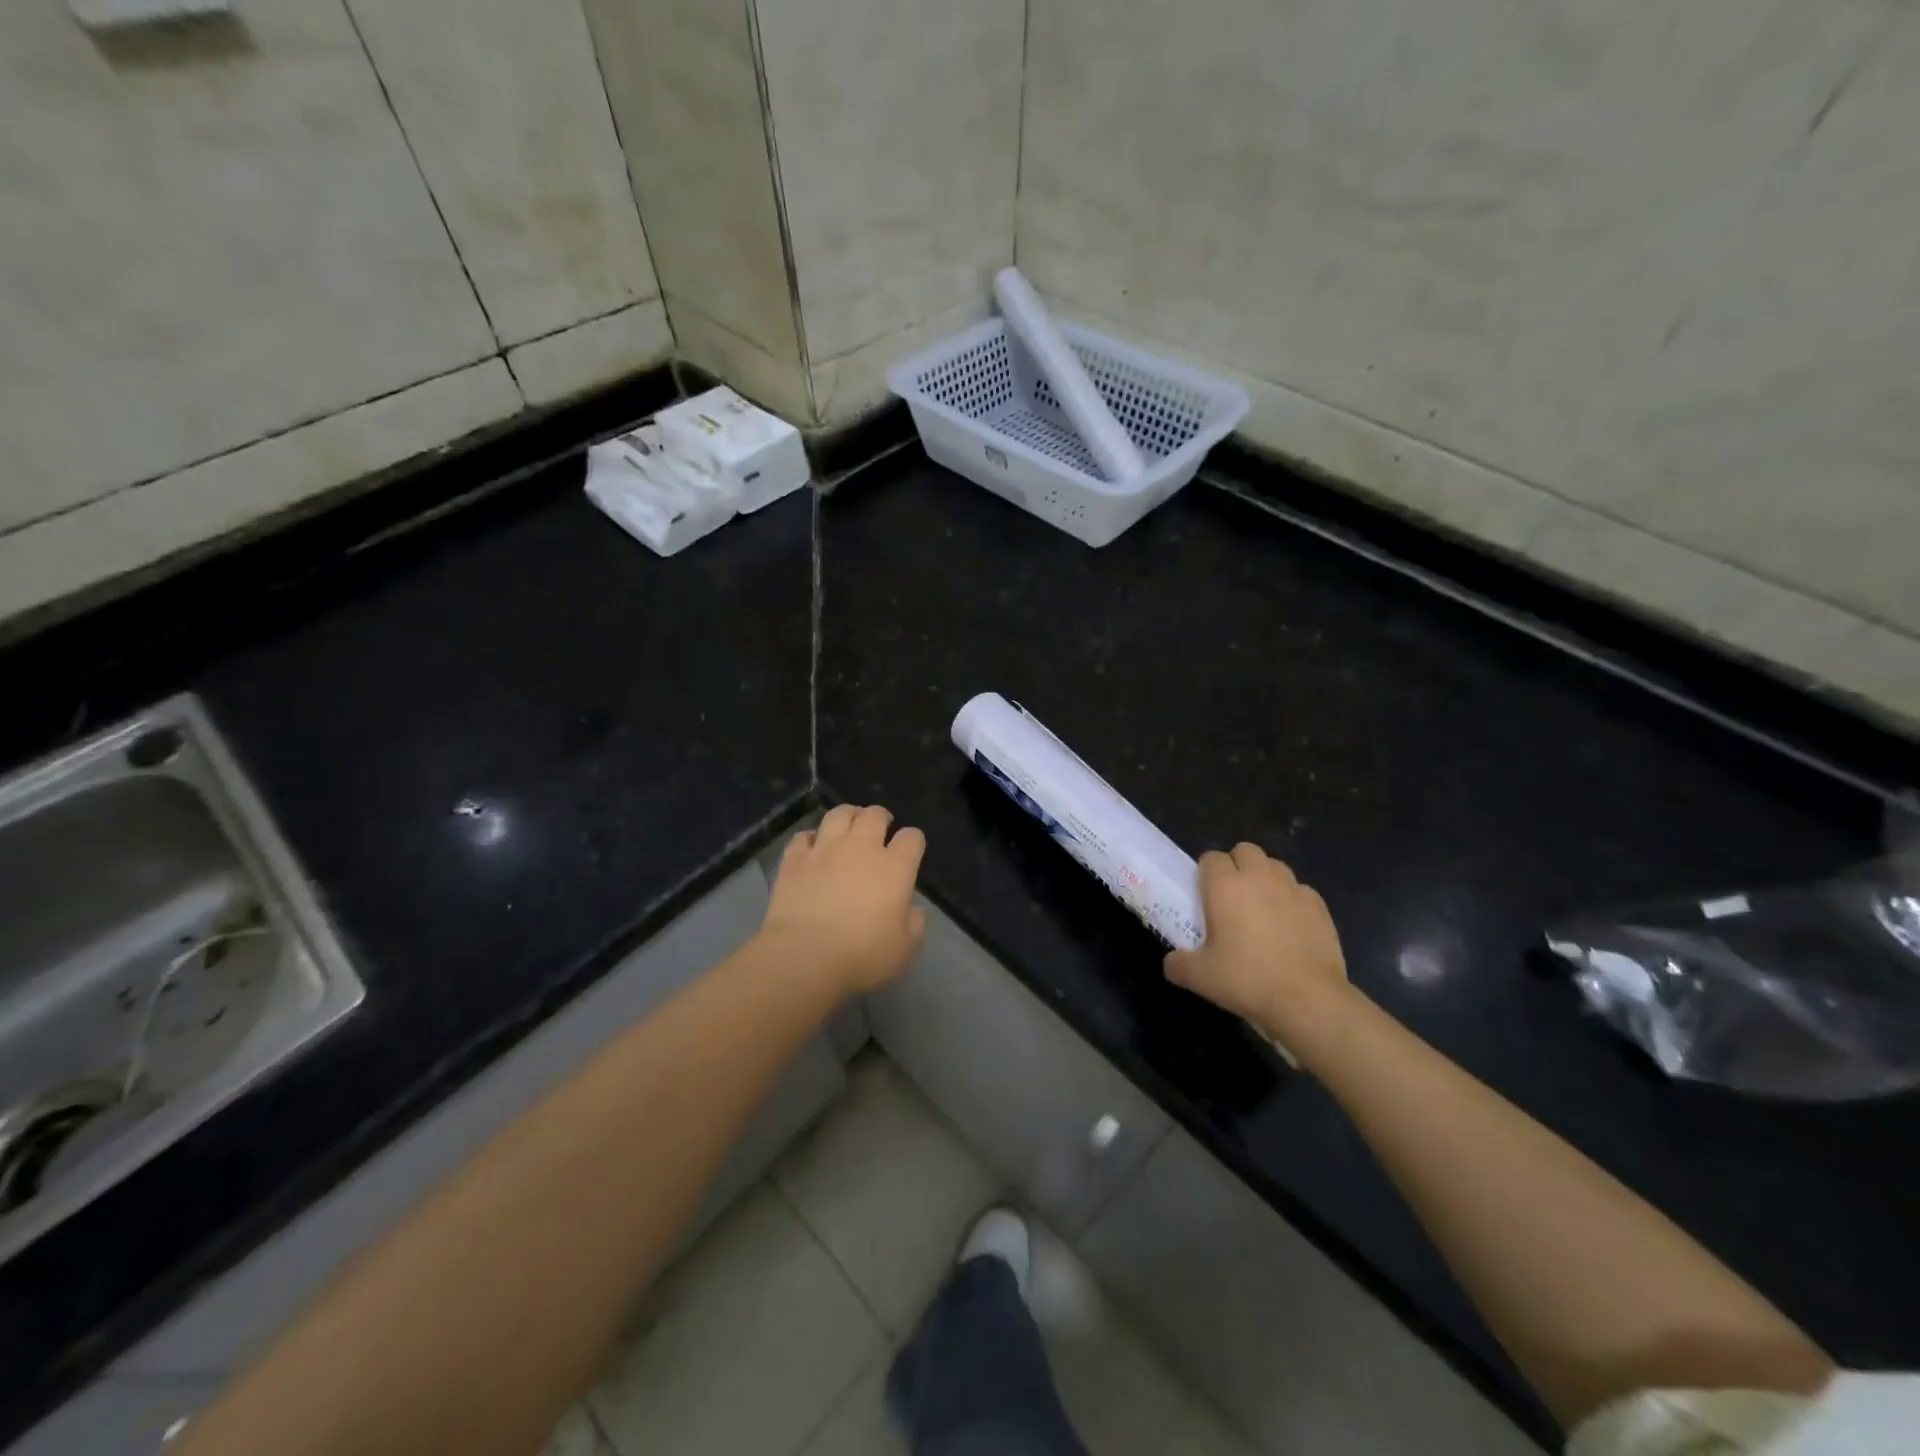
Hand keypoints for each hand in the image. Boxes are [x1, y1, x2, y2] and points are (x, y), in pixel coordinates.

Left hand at [760, 804, 926, 994]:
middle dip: (881, 818)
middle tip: (880, 830)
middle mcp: (861, 848)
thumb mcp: (904, 949)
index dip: (913, 841)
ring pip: (839, 814)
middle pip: (875, 815)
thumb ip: (913, 923)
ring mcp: (825, 849)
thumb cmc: (861, 956)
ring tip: (849, 826)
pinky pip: (803, 836)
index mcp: (895, 867)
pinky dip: (811, 838)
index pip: (912, 837)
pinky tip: (813, 848)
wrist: (804, 958)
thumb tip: (911, 909)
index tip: (910, 852)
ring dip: (848, 816)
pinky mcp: (794, 860)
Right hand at [1165, 844, 1352, 1041]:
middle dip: (1236, 866)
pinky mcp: (1319, 906)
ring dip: (1264, 878)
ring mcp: (1293, 889)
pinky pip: (1299, 890)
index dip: (1206, 874)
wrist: (1309, 1000)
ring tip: (1261, 909)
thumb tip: (1173, 962)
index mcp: (1225, 886)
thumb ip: (1178, 964)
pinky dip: (1291, 900)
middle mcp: (1259, 877)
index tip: (1204, 897)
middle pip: (1245, 850)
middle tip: (1232, 898)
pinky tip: (1289, 926)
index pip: (1211, 858)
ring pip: (1274, 865)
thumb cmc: (1247, 980)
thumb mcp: (1200, 978)